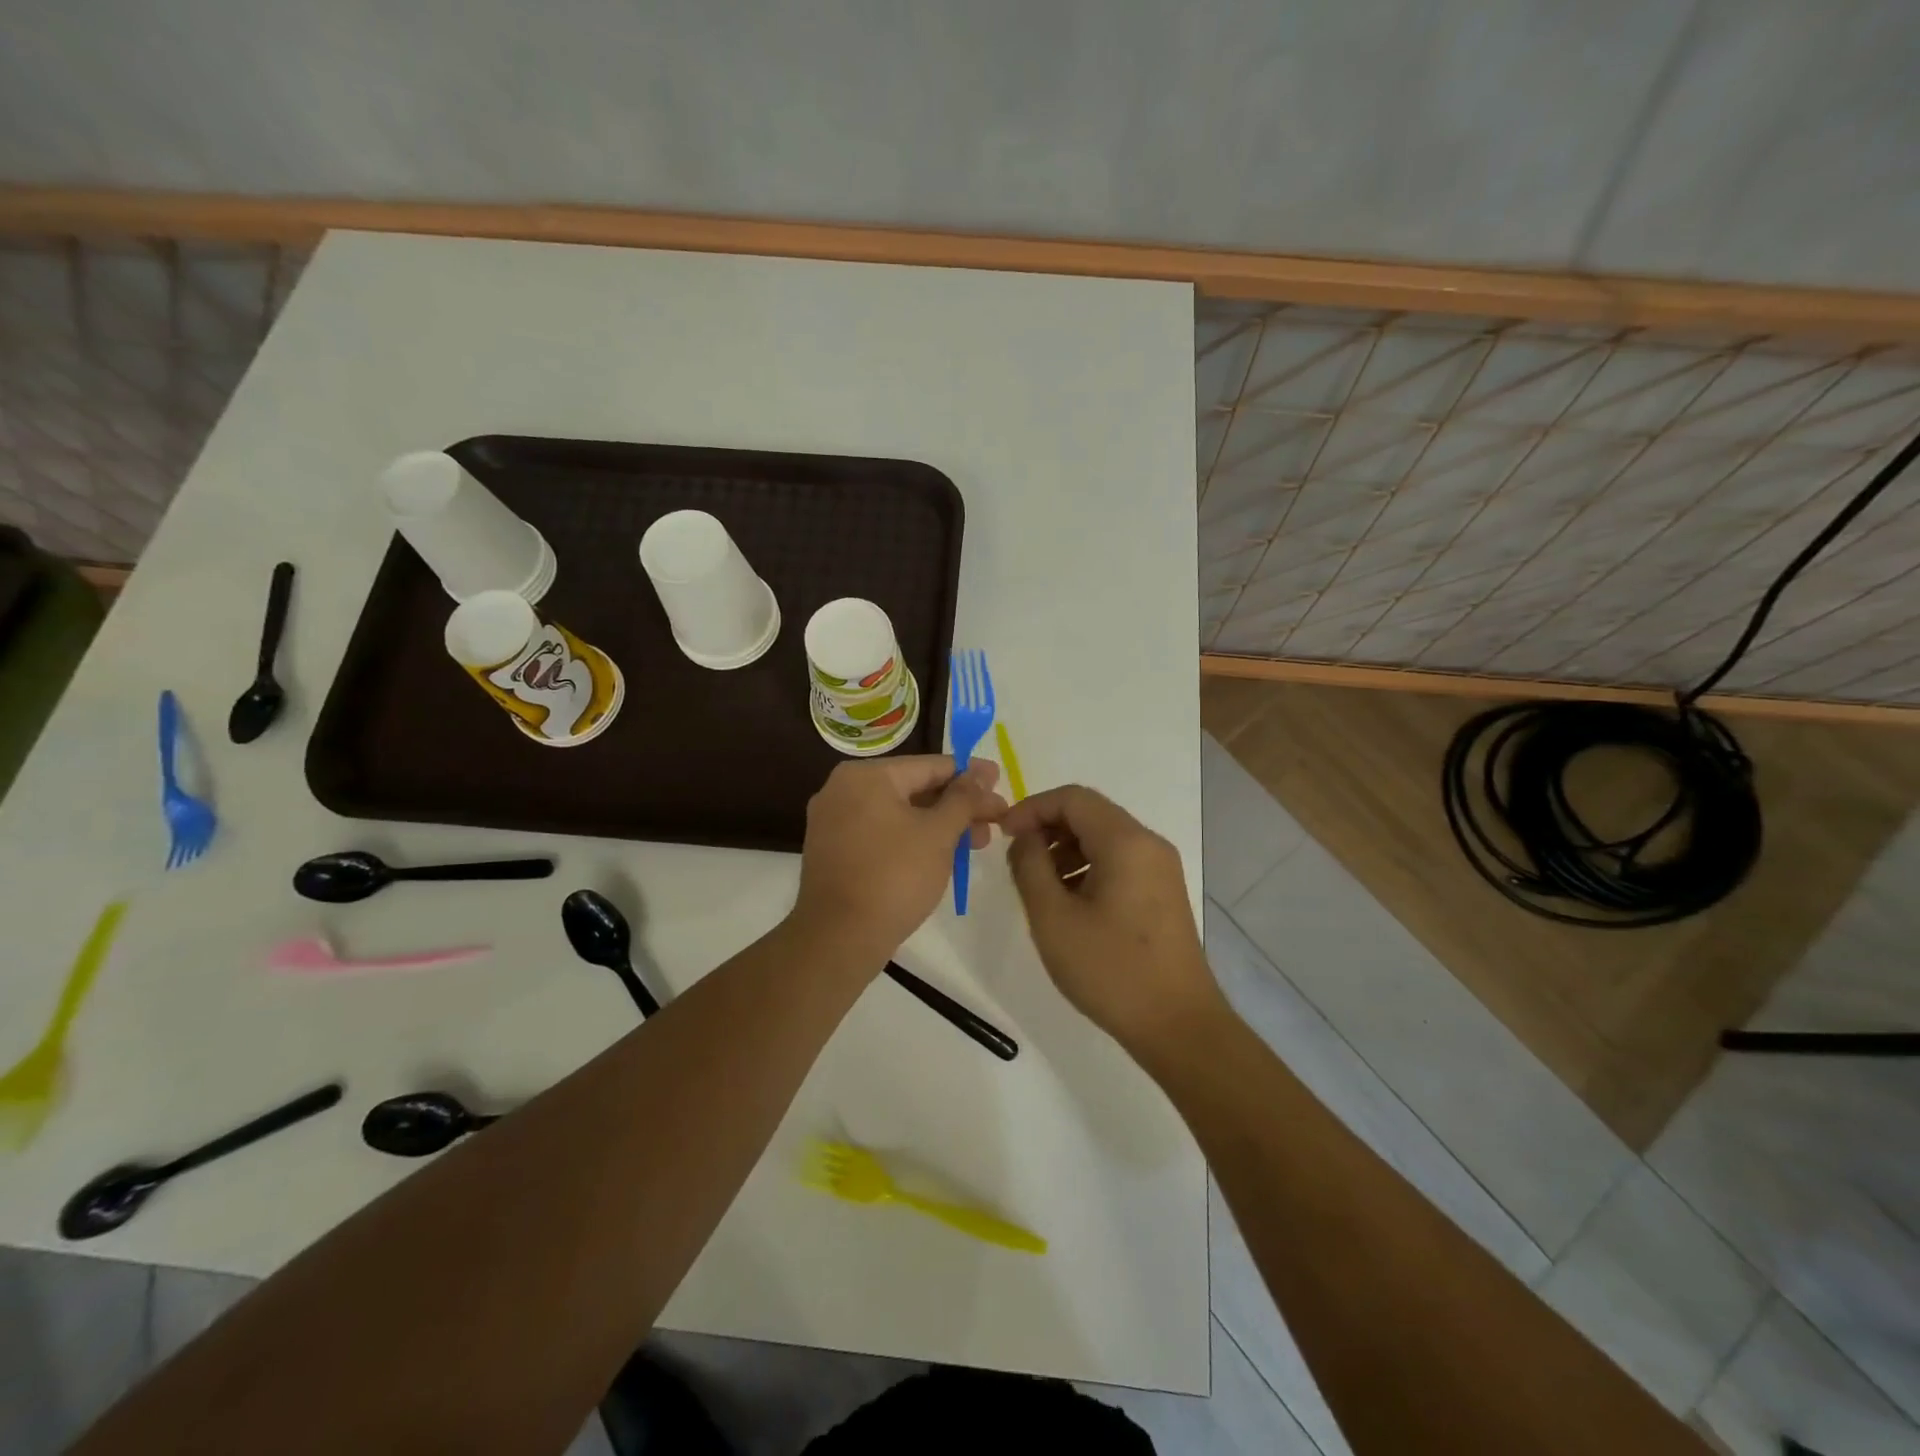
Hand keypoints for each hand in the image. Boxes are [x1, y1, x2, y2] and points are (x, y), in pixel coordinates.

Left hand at [793, 755, 1004, 963]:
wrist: (839, 938)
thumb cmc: (895, 876)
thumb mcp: (938, 834)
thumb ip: (964, 798)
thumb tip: (983, 773)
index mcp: (866, 775)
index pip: (931, 766)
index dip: (971, 776)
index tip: (1001, 783)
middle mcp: (843, 789)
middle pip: (914, 788)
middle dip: (958, 805)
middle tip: (994, 822)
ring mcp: (833, 821)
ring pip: (899, 813)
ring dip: (939, 825)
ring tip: (977, 843)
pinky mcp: (833, 850)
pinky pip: (881, 832)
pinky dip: (912, 838)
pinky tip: (941, 854)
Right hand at [1002, 785, 1222, 1055]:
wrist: (1178, 1026)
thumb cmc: (1110, 970)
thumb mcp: (1053, 917)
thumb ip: (1030, 866)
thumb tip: (1024, 837)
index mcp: (1125, 841)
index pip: (1072, 798)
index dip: (1031, 808)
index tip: (1002, 834)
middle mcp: (1148, 844)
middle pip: (1090, 813)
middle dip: (1047, 827)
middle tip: (1016, 858)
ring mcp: (1160, 868)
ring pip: (1104, 837)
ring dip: (1065, 848)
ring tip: (1038, 884)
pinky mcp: (1163, 892)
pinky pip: (1119, 860)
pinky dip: (1087, 866)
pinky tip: (1068, 901)